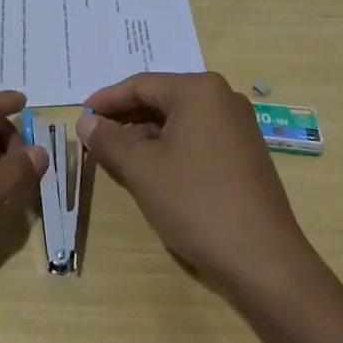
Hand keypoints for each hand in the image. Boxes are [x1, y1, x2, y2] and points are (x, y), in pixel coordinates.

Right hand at [78, 72, 315, 297]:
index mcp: (199, 91)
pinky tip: (150, 169)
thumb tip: (86, 121)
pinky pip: (196, 138)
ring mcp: (238, 127)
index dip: (107, 100)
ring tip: (115, 155)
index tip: (80, 116)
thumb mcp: (141, 169)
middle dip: (125, 117)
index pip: (141, 84)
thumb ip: (108, 140)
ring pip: (178, 121)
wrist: (262, 258)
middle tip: (93, 136)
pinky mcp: (244, 154)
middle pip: (161, 99)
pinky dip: (169, 147)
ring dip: (145, 134)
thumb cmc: (195, 202)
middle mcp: (223, 99)